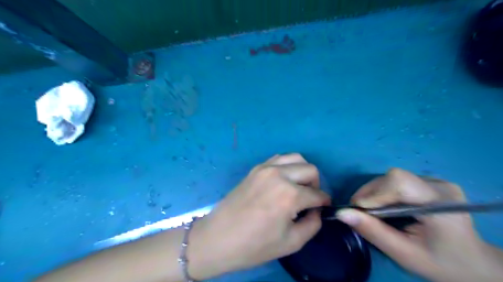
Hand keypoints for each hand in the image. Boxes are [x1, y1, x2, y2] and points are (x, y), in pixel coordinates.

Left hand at [189, 153, 330, 278]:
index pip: (318, 194)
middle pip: (310, 169)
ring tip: (298, 187)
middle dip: (316, 184)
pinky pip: (279, 159)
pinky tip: (283, 180)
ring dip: (302, 171)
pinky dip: (287, 166)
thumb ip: (313, 223)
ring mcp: (265, 168)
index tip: (323, 207)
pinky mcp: (256, 168)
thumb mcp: (291, 242)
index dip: (324, 202)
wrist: (219, 237)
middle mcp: (279, 175)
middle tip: (310, 199)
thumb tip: (317, 210)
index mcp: (289, 195)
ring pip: (296, 158)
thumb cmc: (255, 245)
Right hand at [337, 168, 502, 281]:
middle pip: (394, 177)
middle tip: (359, 211)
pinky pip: (398, 180)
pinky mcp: (430, 182)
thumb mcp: (404, 253)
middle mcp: (440, 186)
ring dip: (375, 191)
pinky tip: (384, 205)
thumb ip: (373, 232)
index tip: (358, 210)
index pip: (399, 182)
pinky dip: (384, 191)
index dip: (374, 193)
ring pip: (393, 177)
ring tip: (370, 209)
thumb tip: (342, 213)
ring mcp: (437, 181)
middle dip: (371, 192)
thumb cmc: (440, 262)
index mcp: (441, 205)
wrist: (473, 263)